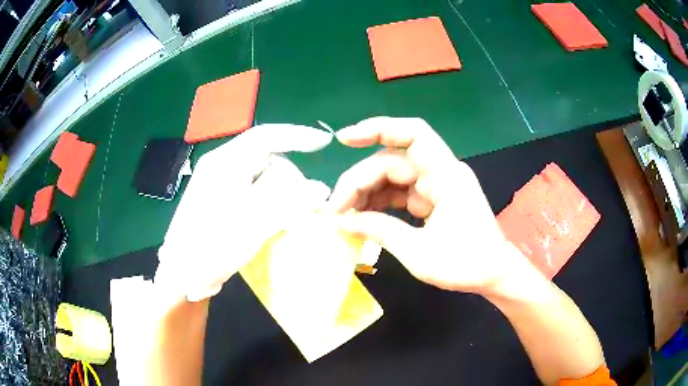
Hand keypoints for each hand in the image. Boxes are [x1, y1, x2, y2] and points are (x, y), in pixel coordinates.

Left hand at [156, 124, 333, 302]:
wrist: (181, 274)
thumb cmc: (212, 246)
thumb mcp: (252, 223)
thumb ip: (288, 202)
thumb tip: (321, 189)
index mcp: (225, 162)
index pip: (266, 136)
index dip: (297, 136)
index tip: (324, 142)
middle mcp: (221, 166)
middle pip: (265, 158)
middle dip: (289, 176)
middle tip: (305, 203)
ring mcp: (219, 183)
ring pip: (260, 176)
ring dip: (280, 191)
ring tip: (289, 216)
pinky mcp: (220, 200)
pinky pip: (253, 190)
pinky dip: (269, 200)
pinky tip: (273, 219)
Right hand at [328, 117, 533, 293]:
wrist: (493, 275)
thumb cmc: (465, 265)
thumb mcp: (419, 253)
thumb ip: (381, 231)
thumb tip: (343, 221)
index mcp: (446, 176)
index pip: (413, 135)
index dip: (378, 129)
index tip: (344, 140)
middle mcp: (440, 173)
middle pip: (392, 162)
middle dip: (359, 181)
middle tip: (335, 211)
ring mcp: (436, 186)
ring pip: (392, 177)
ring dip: (366, 193)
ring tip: (344, 217)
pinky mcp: (432, 199)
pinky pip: (399, 193)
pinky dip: (379, 203)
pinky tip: (362, 218)